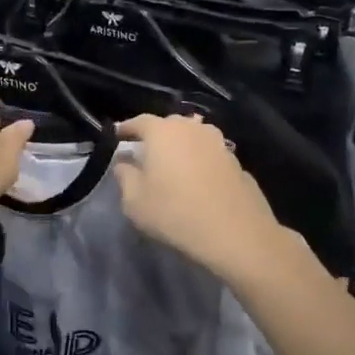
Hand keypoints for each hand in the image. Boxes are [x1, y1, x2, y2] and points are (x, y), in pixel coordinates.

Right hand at [112, 114, 287, 282]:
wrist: (235, 233)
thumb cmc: (175, 213)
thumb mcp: (134, 201)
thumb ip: (125, 177)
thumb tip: (124, 163)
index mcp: (163, 132)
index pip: (139, 122)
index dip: (126, 129)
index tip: (117, 137)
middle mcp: (192, 128)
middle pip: (169, 126)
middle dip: (155, 136)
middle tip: (145, 154)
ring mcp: (218, 143)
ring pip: (192, 138)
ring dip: (181, 147)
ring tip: (173, 166)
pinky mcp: (236, 161)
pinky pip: (209, 155)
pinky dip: (199, 162)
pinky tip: (197, 181)